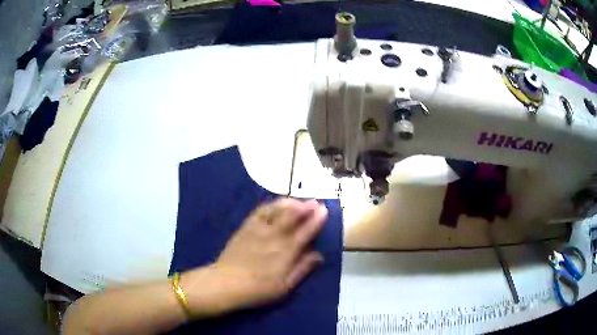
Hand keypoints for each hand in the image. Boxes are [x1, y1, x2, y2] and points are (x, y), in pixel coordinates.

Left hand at [182, 198, 327, 316]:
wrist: (226, 283)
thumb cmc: (258, 289)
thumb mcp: (285, 286)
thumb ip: (302, 268)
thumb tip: (319, 255)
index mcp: (286, 252)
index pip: (305, 231)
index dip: (316, 220)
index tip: (324, 210)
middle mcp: (274, 236)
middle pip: (291, 216)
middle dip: (305, 207)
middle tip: (315, 201)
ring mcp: (258, 230)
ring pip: (276, 210)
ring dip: (289, 203)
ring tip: (298, 200)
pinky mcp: (245, 228)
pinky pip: (259, 212)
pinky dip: (271, 206)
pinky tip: (275, 205)